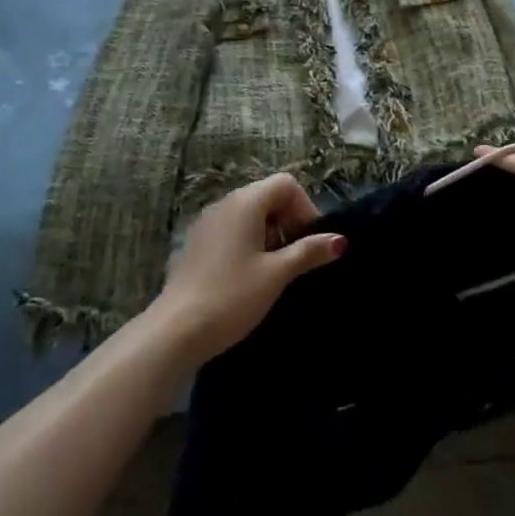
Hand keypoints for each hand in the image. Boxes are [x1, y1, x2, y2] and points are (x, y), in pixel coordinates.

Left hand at [150, 174, 345, 365]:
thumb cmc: (233, 296)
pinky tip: (248, 275)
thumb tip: (340, 240)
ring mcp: (206, 223)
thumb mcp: (277, 274)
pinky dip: (247, 242)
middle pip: (267, 195)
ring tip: (274, 269)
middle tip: (295, 256)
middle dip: (288, 220)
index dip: (305, 207)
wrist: (175, 331)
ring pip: (248, 213)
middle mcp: (224, 203)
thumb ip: (309, 252)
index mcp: (246, 202)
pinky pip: (230, 229)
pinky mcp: (196, 244)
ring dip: (269, 232)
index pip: (286, 184)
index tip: (310, 241)